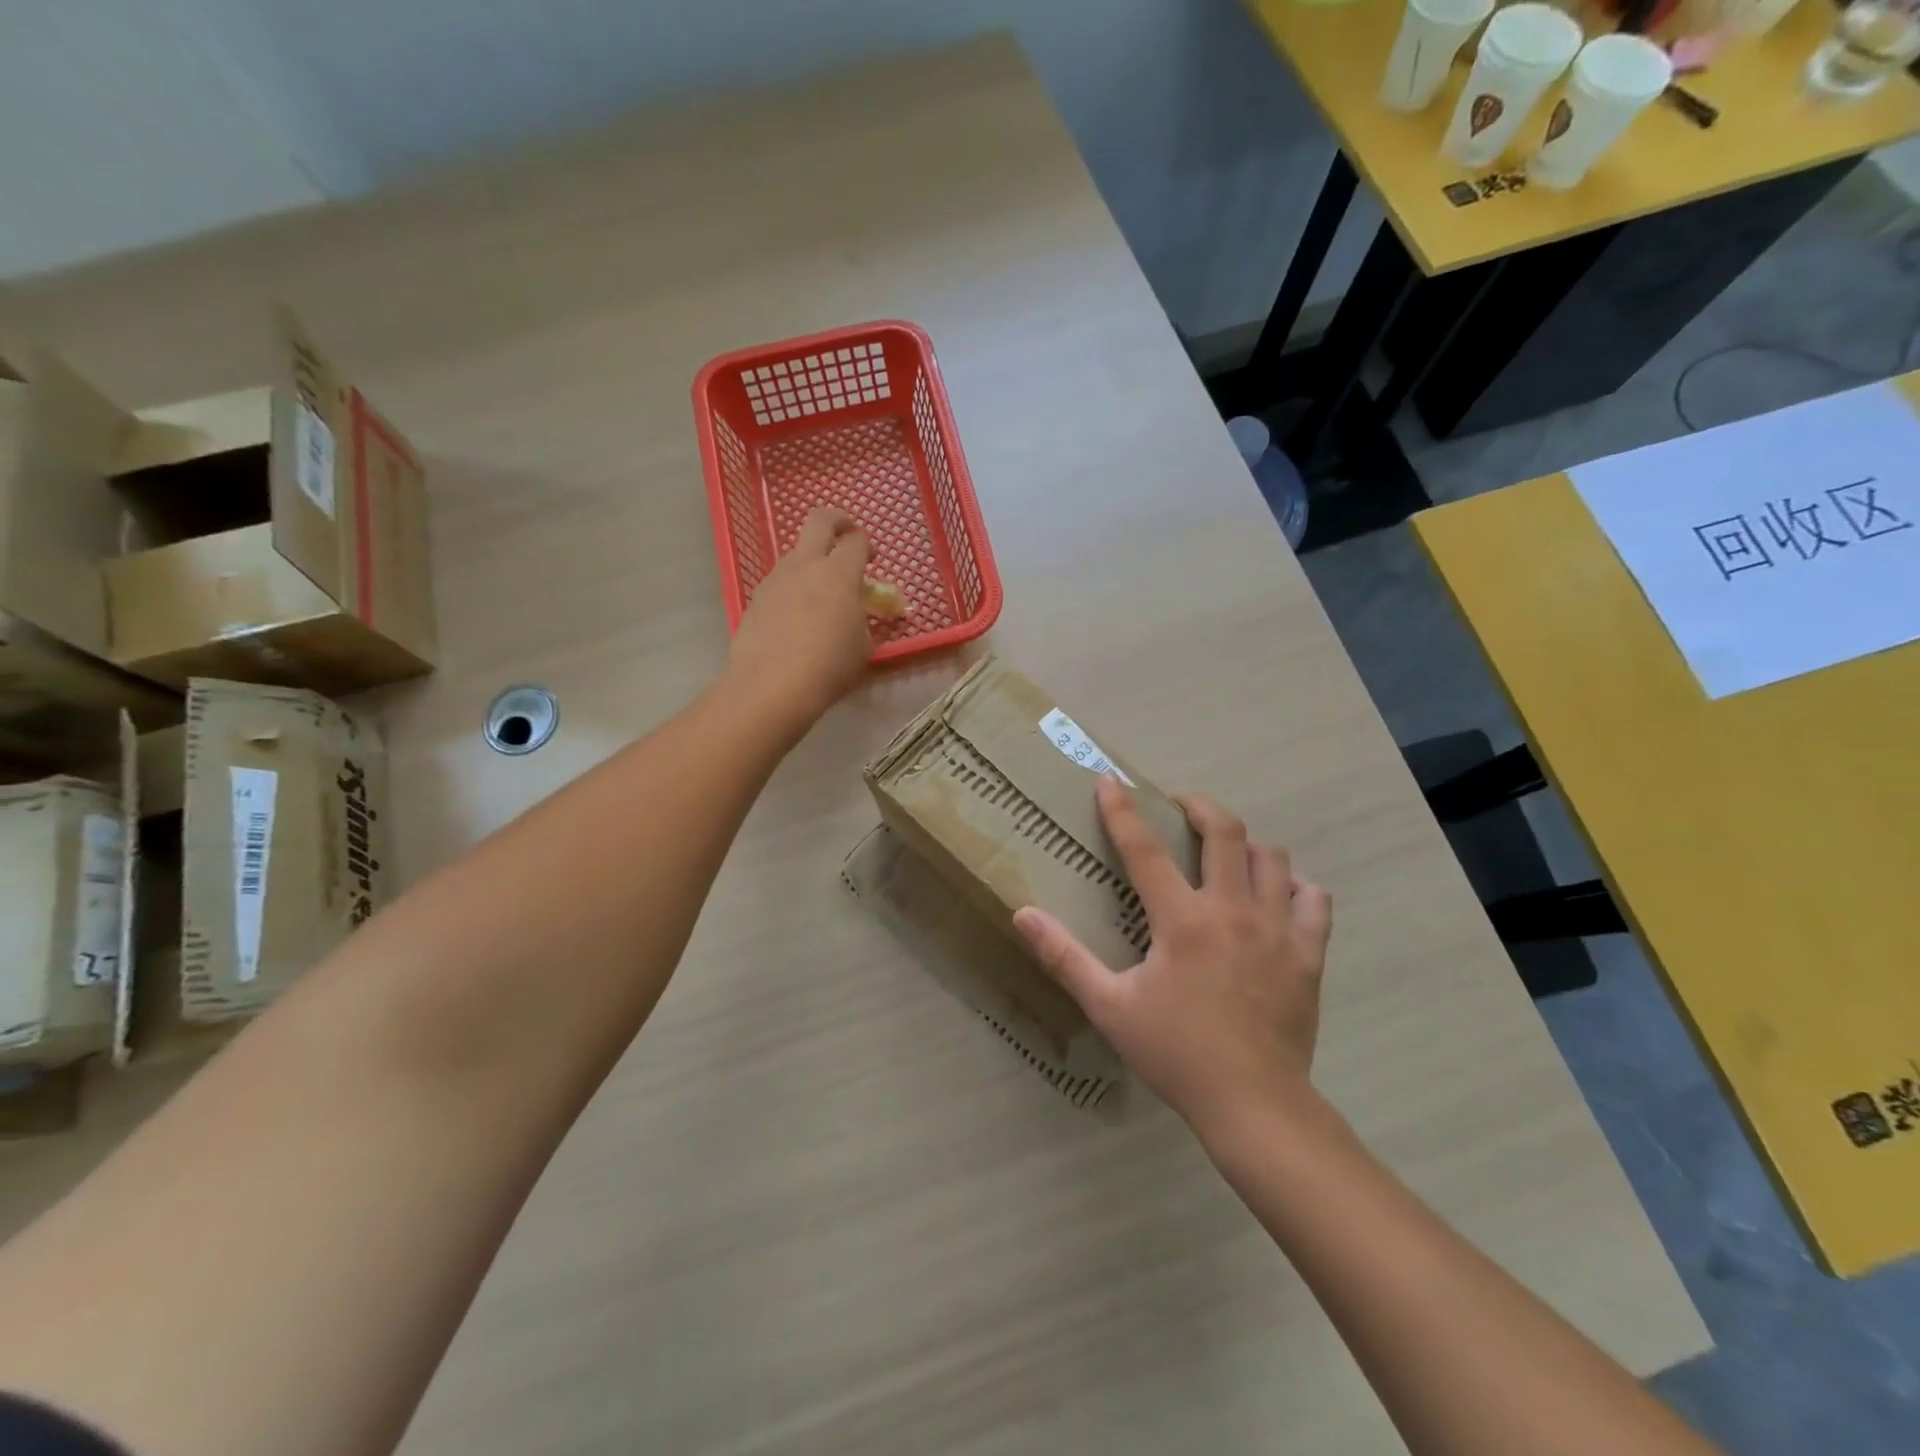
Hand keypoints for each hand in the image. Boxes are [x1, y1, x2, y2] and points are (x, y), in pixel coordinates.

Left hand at [728, 508, 873, 723]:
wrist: (772, 686)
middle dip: (837, 520)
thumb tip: (858, 617)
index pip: (856, 541)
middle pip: (820, 521)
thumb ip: (864, 623)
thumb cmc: (829, 667)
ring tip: (821, 591)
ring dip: (811, 560)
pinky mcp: (756, 598)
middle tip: (846, 533)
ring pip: (796, 553)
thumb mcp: (862, 648)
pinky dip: (793, 587)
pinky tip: (796, 616)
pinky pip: (780, 581)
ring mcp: (776, 579)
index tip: (871, 558)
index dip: (866, 545)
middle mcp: (806, 565)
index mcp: (839, 573)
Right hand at [1013, 777, 1331, 1140]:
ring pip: (1273, 858)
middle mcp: (1233, 911)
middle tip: (1181, 807)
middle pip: (1225, 831)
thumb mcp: (1109, 1007)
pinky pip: (1314, 900)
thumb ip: (1064, 956)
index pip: (1144, 849)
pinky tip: (1278, 899)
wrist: (1255, 1105)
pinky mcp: (1309, 954)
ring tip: (1227, 856)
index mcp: (1182, 920)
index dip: (1122, 810)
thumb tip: (1023, 914)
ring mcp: (1278, 930)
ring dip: (1247, 846)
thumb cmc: (1176, 1053)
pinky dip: (1296, 888)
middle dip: (1199, 807)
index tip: (1109, 780)